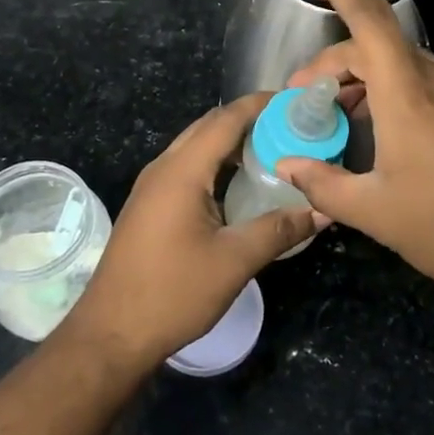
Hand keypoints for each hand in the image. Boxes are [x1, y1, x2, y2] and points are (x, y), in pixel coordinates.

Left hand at [61, 92, 326, 369]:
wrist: (111, 334)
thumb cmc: (173, 293)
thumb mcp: (234, 261)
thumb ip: (279, 230)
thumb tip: (322, 210)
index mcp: (182, 171)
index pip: (225, 119)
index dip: (259, 105)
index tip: (294, 100)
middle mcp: (163, 168)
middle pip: (208, 127)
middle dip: (248, 119)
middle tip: (290, 126)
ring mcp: (152, 187)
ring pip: (196, 147)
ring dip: (231, 142)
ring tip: (273, 149)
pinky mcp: (149, 206)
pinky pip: (187, 168)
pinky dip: (216, 163)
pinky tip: (239, 184)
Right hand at [275, 0, 433, 310]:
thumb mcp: (376, 212)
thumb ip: (323, 184)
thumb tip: (286, 165)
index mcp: (407, 92)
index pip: (370, 19)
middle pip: (376, 44)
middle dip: (333, 61)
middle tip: (303, 96)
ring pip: (400, 64)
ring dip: (361, 78)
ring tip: (335, 114)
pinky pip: (421, 84)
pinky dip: (389, 93)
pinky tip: (377, 132)